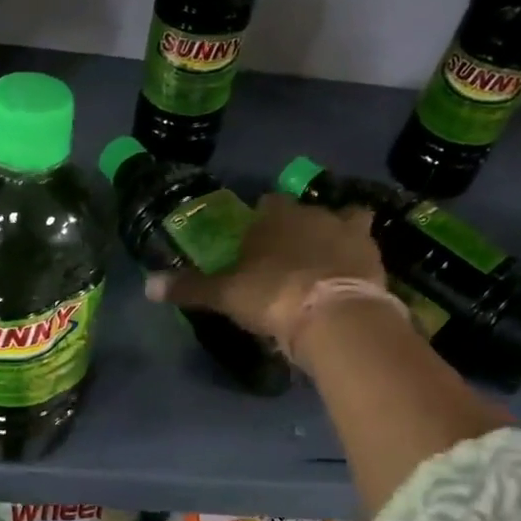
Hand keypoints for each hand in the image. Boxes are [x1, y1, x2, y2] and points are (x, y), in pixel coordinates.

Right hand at [144, 193, 385, 341]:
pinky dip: (360, 259)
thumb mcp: (225, 295)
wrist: (332, 315)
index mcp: (275, 217)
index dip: (262, 221)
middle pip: (305, 211)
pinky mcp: (374, 255)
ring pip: (345, 220)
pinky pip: (367, 248)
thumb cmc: (272, 295)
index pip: (267, 205)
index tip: (256, 242)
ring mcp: (348, 231)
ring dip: (337, 234)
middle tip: (289, 256)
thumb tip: (147, 286)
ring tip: (328, 260)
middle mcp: (313, 214)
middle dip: (298, 227)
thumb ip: (190, 288)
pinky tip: (354, 276)